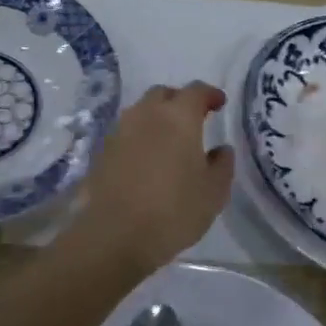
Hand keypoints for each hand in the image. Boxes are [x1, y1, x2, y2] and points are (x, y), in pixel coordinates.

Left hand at [70, 82, 235, 270]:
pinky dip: (139, 136)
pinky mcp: (103, 151)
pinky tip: (147, 158)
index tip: (219, 103)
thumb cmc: (174, 210)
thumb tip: (221, 149)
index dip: (209, 94)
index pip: (196, 91)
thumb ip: (222, 164)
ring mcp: (120, 131)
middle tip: (193, 119)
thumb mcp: (213, 192)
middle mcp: (147, 114)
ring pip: (141, 111)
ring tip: (169, 139)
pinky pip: (126, 132)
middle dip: (179, 100)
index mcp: (179, 117)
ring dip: (156, 117)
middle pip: (163, 94)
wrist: (116, 235)